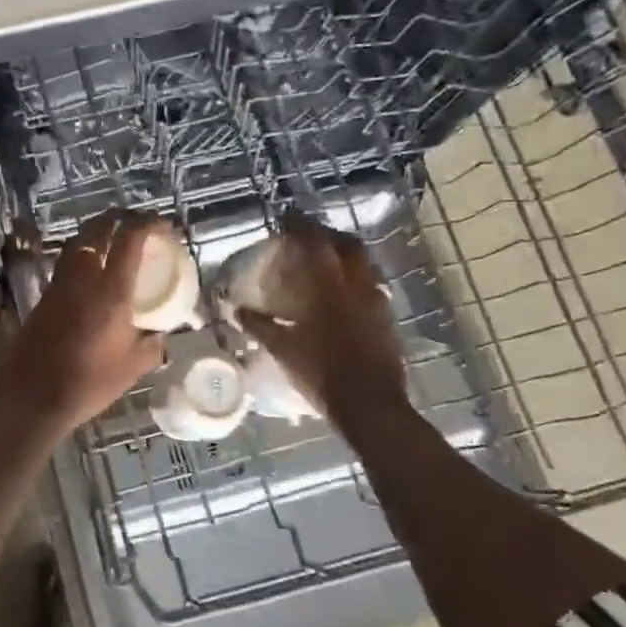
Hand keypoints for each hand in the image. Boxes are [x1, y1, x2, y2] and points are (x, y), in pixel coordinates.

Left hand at [0, 211, 168, 431]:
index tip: (161, 224)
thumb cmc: (89, 384)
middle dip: (119, 218)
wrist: (33, 397)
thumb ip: (152, 347)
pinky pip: (66, 264)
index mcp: (111, 292)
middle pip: (97, 230)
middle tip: (136, 224)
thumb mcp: (132, 368)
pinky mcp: (43, 298)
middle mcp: (83, 279)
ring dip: (97, 234)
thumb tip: (161, 336)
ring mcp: (59, 286)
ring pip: (77, 244)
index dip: (147, 223)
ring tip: (114, 240)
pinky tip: (92, 272)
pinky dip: (82, 256)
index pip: (129, 240)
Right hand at [238, 213, 408, 418]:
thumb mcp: (283, 350)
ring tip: (326, 264)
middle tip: (309, 238)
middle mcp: (358, 286)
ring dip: (345, 257)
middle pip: (348, 245)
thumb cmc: (321, 374)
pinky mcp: (388, 319)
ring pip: (364, 265)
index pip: (316, 243)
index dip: (300, 227)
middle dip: (328, 236)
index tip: (286, 220)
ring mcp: (377, 302)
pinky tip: (343, 296)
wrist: (370, 406)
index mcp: (330, 288)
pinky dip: (355, 281)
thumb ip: (260, 326)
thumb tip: (237, 310)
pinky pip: (371, 287)